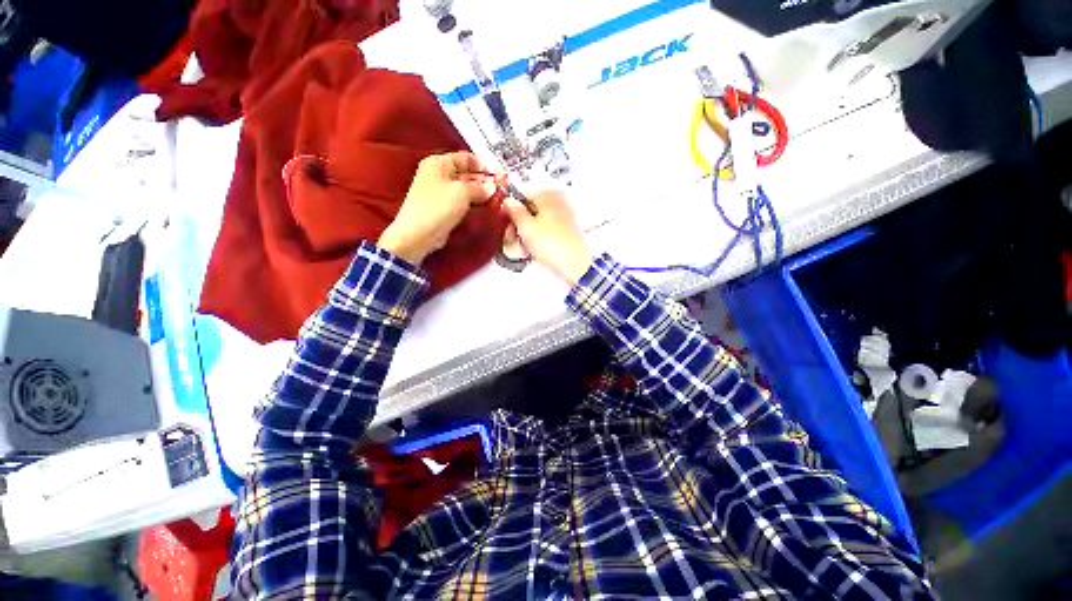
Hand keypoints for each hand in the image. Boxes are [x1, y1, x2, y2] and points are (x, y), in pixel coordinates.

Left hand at [378, 152, 497, 264]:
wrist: (418, 234)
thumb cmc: (437, 207)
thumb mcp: (463, 192)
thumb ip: (480, 188)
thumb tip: (491, 188)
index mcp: (438, 163)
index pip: (465, 158)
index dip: (483, 165)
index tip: (497, 175)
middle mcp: (437, 175)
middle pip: (465, 173)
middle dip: (483, 181)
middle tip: (499, 189)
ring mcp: (439, 192)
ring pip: (464, 189)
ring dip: (479, 194)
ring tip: (495, 199)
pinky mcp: (442, 208)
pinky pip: (461, 202)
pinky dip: (472, 204)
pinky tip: (483, 208)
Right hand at [503, 190, 592, 285]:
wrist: (574, 264)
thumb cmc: (554, 245)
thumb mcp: (525, 226)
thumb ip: (513, 211)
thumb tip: (508, 203)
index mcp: (548, 194)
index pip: (522, 197)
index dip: (511, 213)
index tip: (507, 226)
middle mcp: (559, 202)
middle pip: (531, 211)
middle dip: (521, 226)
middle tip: (515, 239)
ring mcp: (565, 218)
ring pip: (539, 224)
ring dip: (529, 236)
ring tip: (526, 248)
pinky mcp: (568, 233)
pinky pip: (548, 233)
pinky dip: (540, 241)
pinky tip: (537, 252)